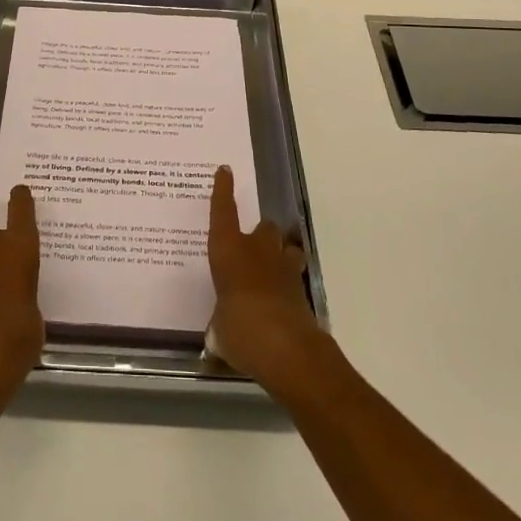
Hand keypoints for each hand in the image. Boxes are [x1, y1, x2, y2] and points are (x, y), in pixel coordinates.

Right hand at [206, 166, 330, 396]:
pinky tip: (279, 300)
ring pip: (285, 246)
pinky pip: (293, 276)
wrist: (287, 350)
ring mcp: (283, 268)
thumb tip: (219, 334)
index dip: (223, 190)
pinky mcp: (301, 290)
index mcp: (228, 251)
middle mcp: (256, 251)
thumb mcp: (219, 330)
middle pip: (263, 227)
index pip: (223, 212)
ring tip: (270, 268)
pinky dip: (287, 283)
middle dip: (259, 234)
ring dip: (279, 253)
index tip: (225, 171)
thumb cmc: (240, 330)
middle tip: (250, 248)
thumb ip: (219, 325)